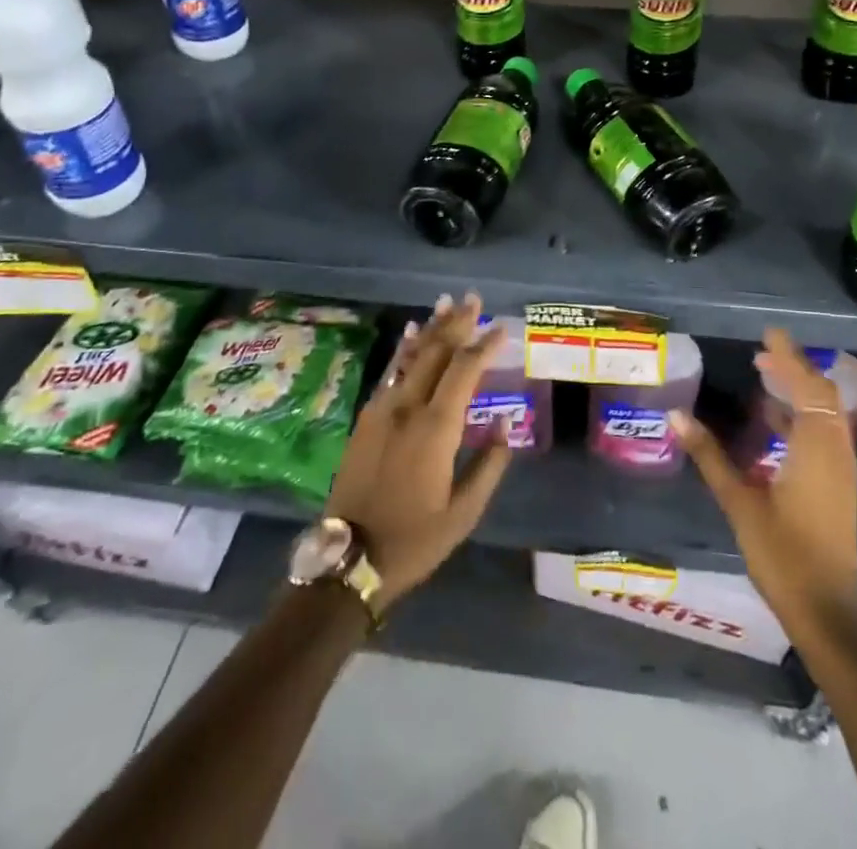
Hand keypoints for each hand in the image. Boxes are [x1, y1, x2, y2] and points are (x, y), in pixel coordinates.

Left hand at [325, 293, 512, 607]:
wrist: (349, 559)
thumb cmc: (414, 539)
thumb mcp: (464, 512)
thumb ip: (489, 465)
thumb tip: (507, 425)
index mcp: (436, 428)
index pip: (465, 370)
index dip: (484, 345)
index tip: (502, 327)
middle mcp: (407, 407)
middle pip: (436, 352)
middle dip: (457, 323)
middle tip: (474, 298)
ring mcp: (382, 409)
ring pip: (411, 356)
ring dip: (431, 328)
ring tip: (445, 303)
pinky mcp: (366, 418)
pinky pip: (390, 373)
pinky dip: (405, 350)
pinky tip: (411, 335)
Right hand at [670, 328, 856, 643]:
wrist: (828, 613)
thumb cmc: (784, 556)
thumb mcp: (740, 503)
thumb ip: (710, 456)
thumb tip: (677, 416)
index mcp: (816, 449)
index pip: (807, 387)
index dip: (789, 357)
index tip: (769, 333)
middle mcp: (835, 452)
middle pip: (822, 396)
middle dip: (794, 369)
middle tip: (761, 352)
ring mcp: (840, 471)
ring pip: (825, 415)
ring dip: (799, 391)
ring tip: (765, 376)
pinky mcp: (838, 487)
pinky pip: (823, 434)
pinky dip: (802, 416)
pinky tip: (773, 422)